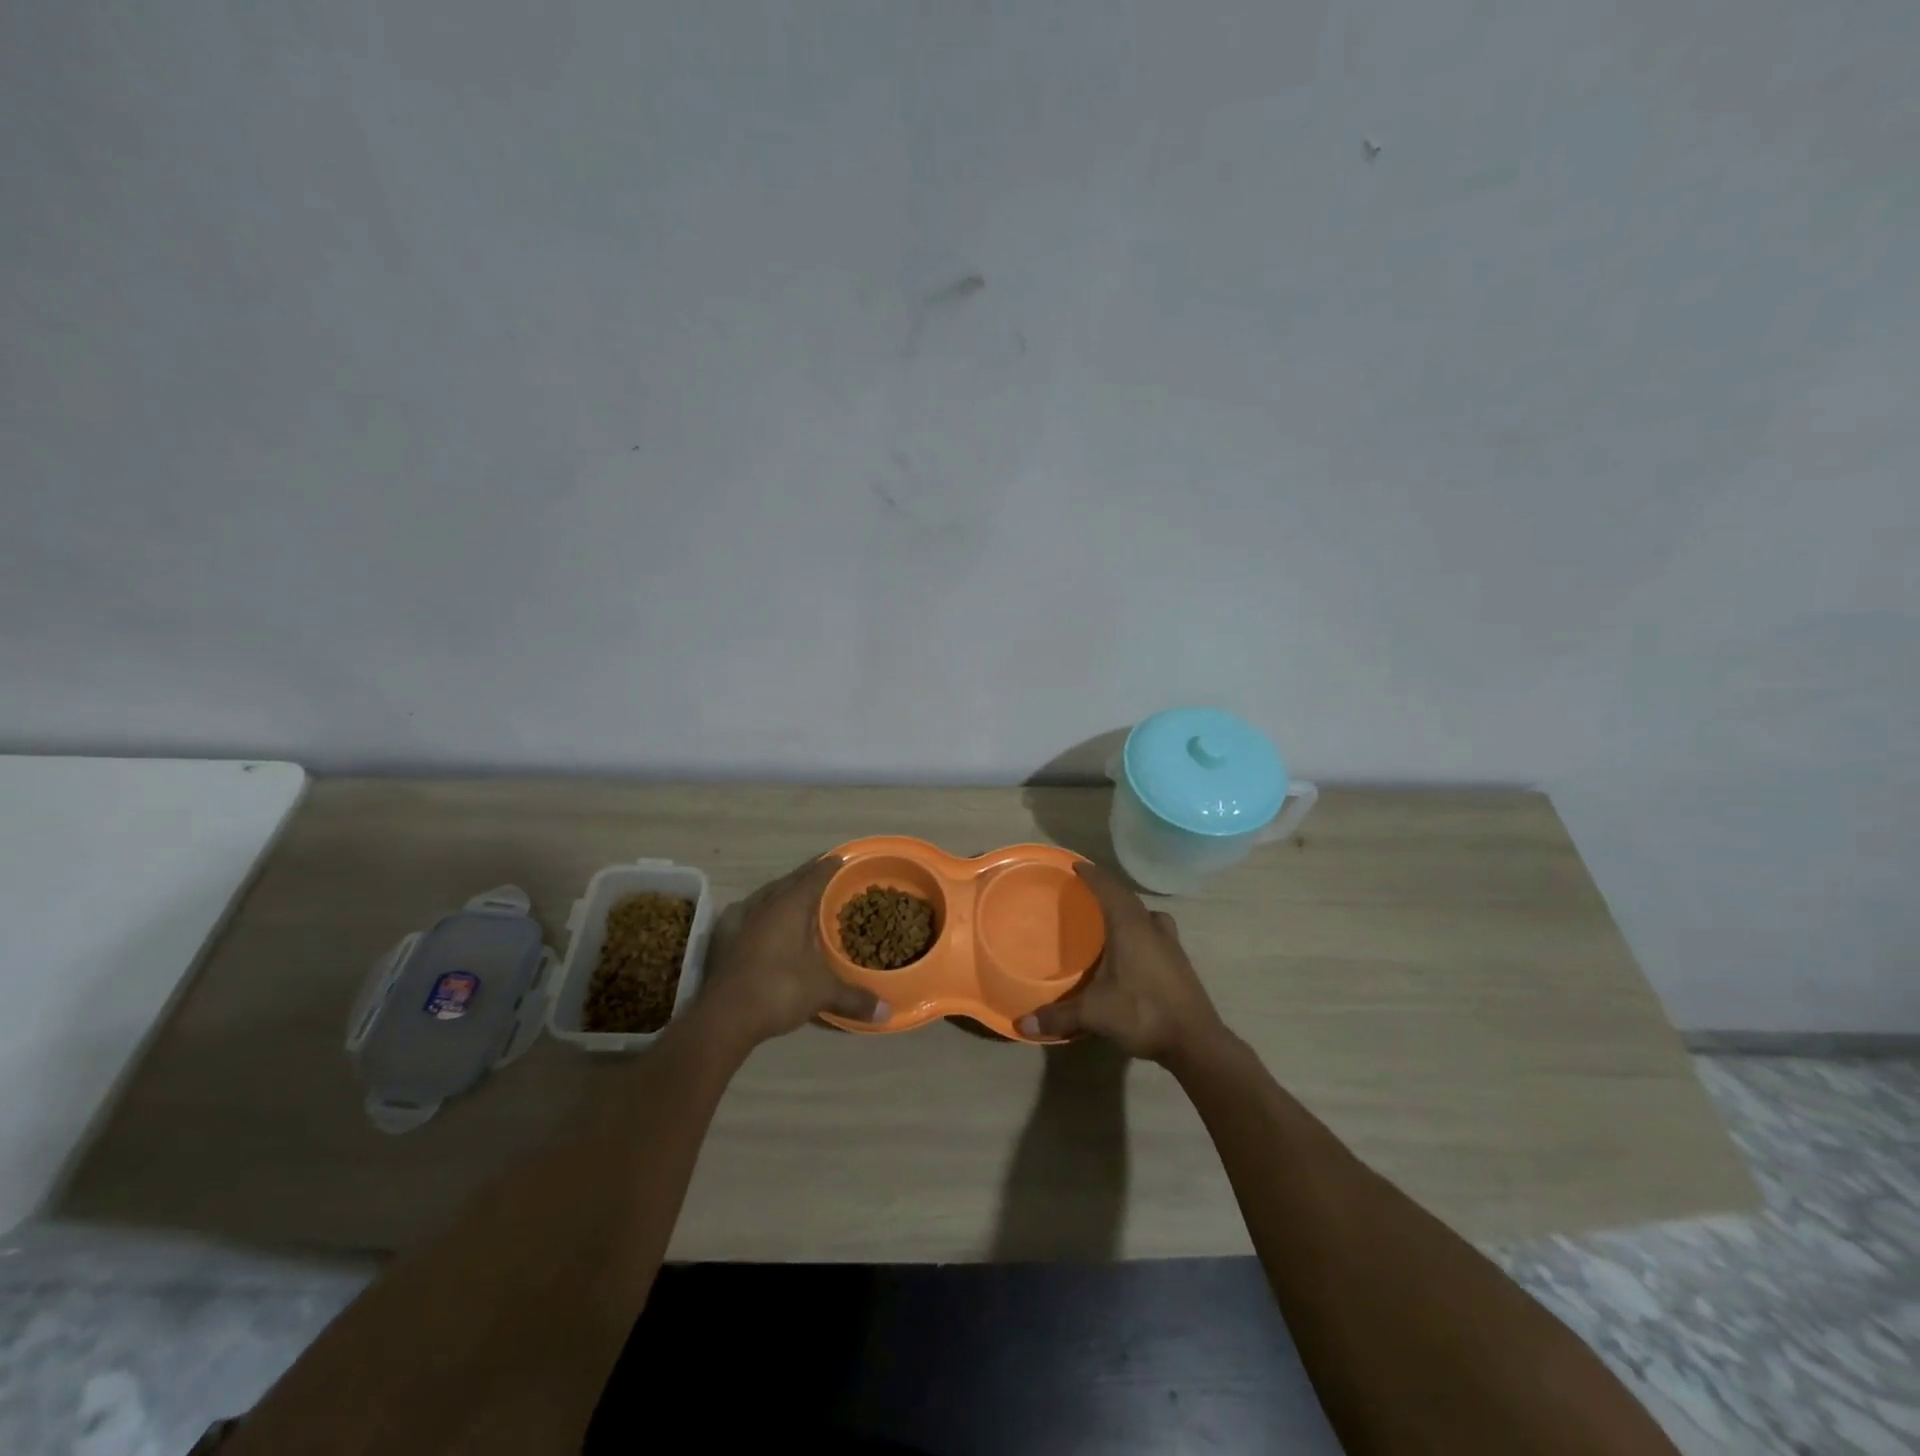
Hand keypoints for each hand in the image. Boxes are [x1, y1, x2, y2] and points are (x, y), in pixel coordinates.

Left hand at [697, 856, 889, 1050]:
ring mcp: (741, 921)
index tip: (840, 857)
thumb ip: (854, 997)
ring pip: (767, 894)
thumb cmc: (779, 990)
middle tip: (823, 871)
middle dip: (807, 874)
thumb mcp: (822, 992)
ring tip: (796, 892)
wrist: (724, 1017)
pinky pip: (750, 912)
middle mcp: (765, 905)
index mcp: (790, 906)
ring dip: (783, 889)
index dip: (829, 866)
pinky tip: (764, 919)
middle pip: (789, 880)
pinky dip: (764, 909)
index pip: (814, 876)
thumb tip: (887, 1012)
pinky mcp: (725, 938)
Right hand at [1017, 862, 1226, 1066]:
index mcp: (1129, 926)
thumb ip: (1059, 1015)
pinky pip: (1155, 930)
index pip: (1108, 888)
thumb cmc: (1143, 1013)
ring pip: (1146, 913)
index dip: (1092, 874)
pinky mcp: (1179, 960)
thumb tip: (1023, 1024)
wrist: (1196, 1041)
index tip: (1075, 866)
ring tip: (1110, 917)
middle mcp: (1151, 927)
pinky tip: (1132, 948)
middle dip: (1106, 889)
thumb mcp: (1095, 1014)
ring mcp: (1170, 943)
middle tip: (1085, 891)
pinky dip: (1141, 928)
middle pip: (1127, 897)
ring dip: (1127, 908)